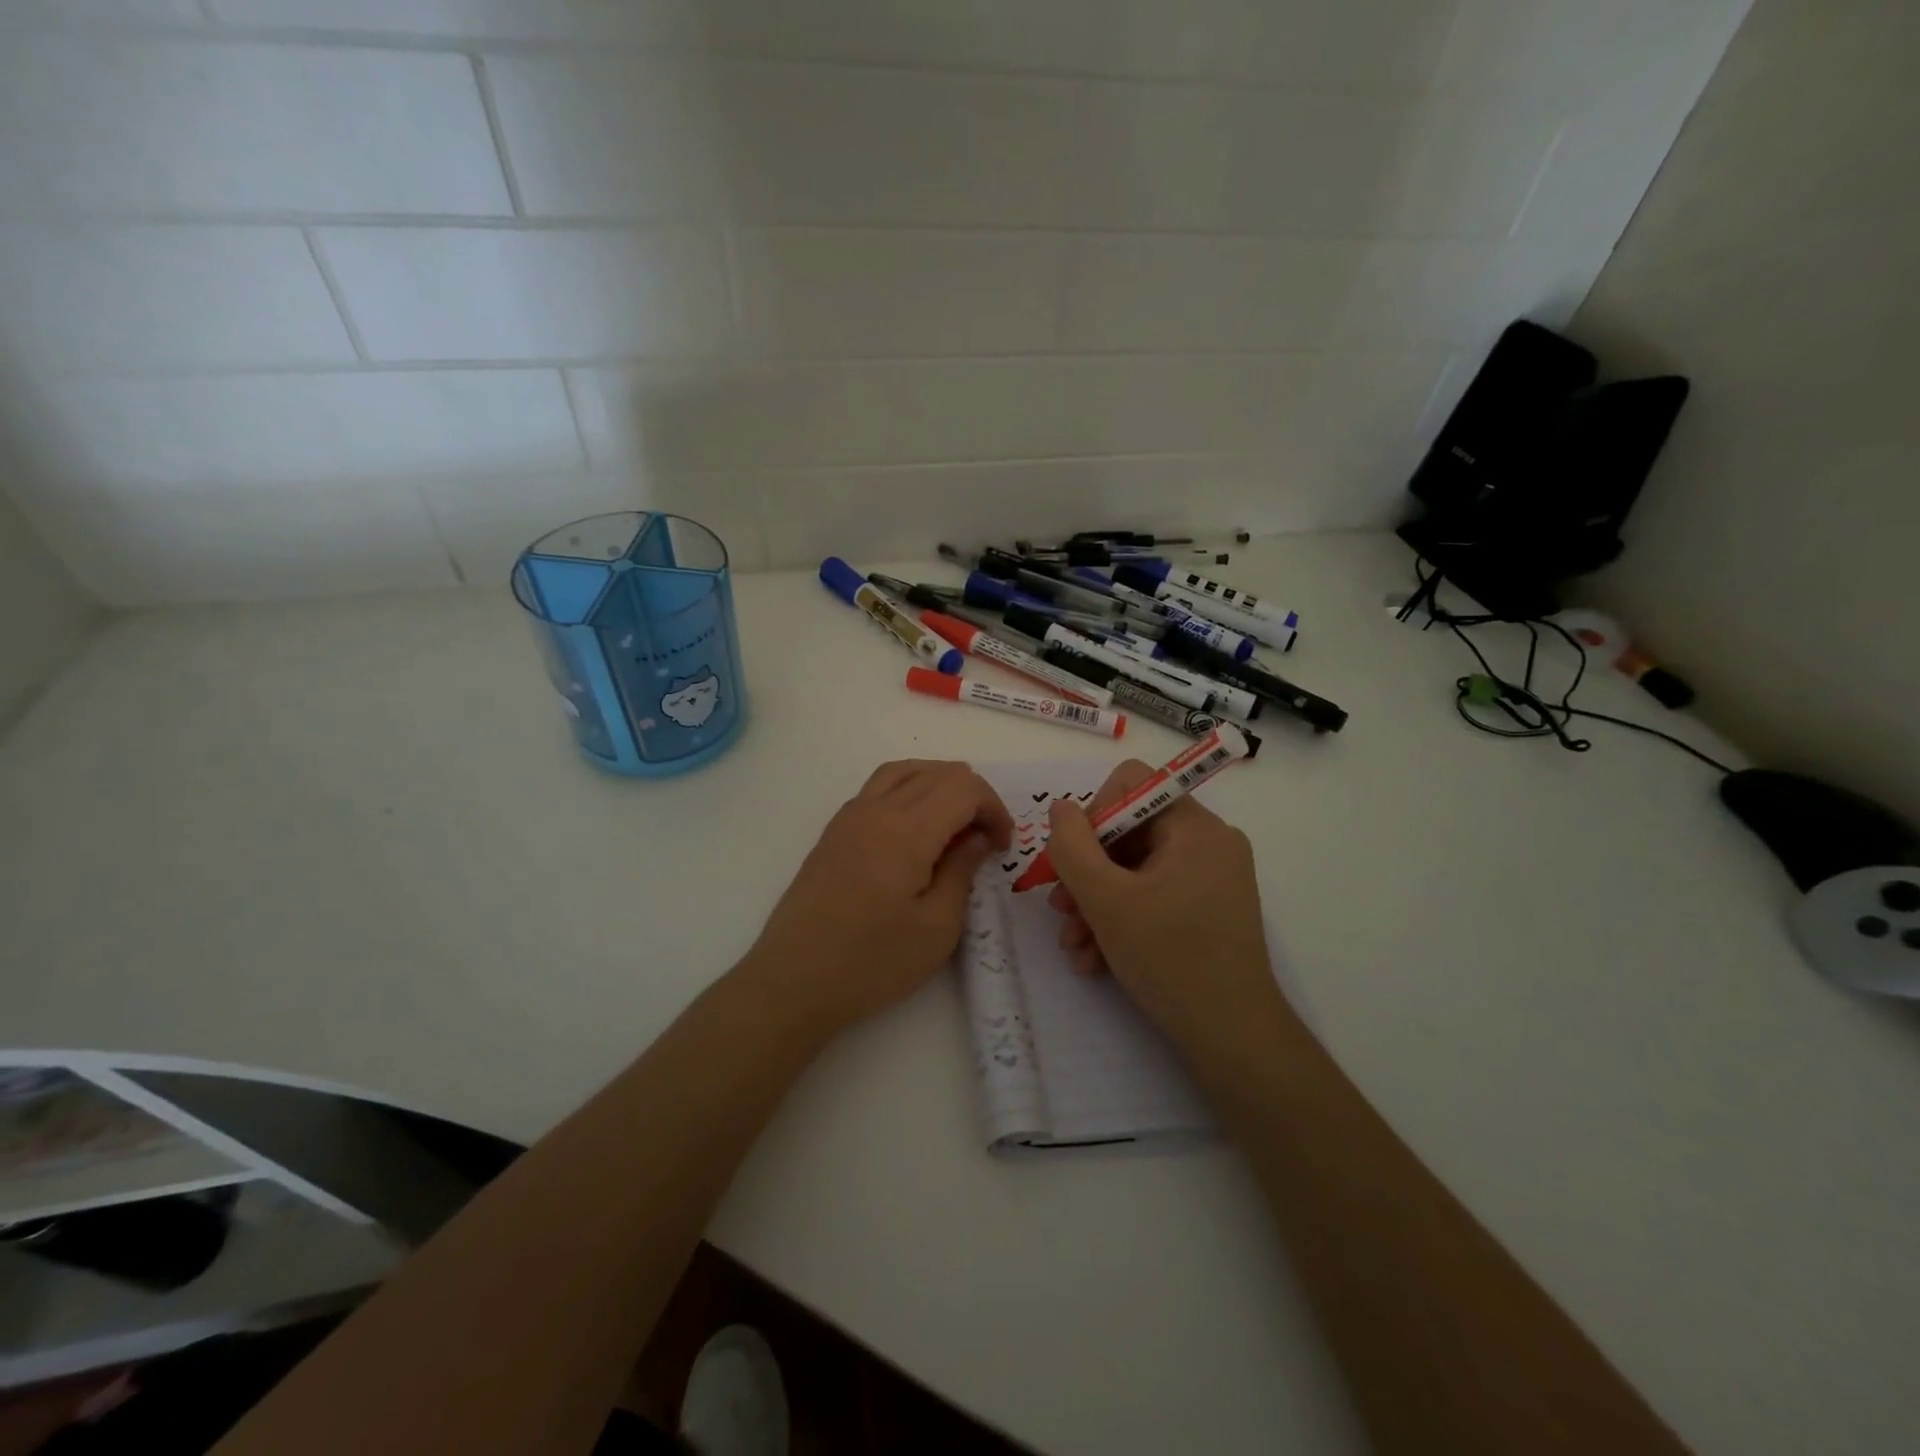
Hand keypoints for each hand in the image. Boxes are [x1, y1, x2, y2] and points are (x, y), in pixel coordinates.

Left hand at [744, 760, 1012, 1036]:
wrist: (793, 980)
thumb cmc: (872, 962)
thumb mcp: (937, 927)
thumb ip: (962, 870)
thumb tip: (978, 836)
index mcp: (908, 829)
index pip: (965, 787)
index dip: (994, 809)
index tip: (1001, 848)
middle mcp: (878, 808)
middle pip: (938, 772)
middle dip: (973, 797)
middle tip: (983, 841)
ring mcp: (850, 816)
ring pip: (905, 771)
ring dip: (939, 786)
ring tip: (954, 824)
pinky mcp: (834, 830)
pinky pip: (879, 787)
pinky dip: (909, 790)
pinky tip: (914, 830)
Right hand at [1043, 761, 1293, 1067]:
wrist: (1232, 1038)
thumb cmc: (1169, 959)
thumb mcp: (1105, 899)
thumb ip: (1072, 846)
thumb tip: (1061, 808)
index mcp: (1195, 827)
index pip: (1131, 784)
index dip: (1093, 815)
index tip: (1074, 861)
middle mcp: (1209, 843)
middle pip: (1129, 831)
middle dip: (1087, 872)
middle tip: (1061, 910)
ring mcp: (1211, 878)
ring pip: (1134, 870)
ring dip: (1096, 904)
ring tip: (1074, 946)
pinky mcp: (1207, 910)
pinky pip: (1153, 896)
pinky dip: (1121, 920)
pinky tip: (1095, 959)